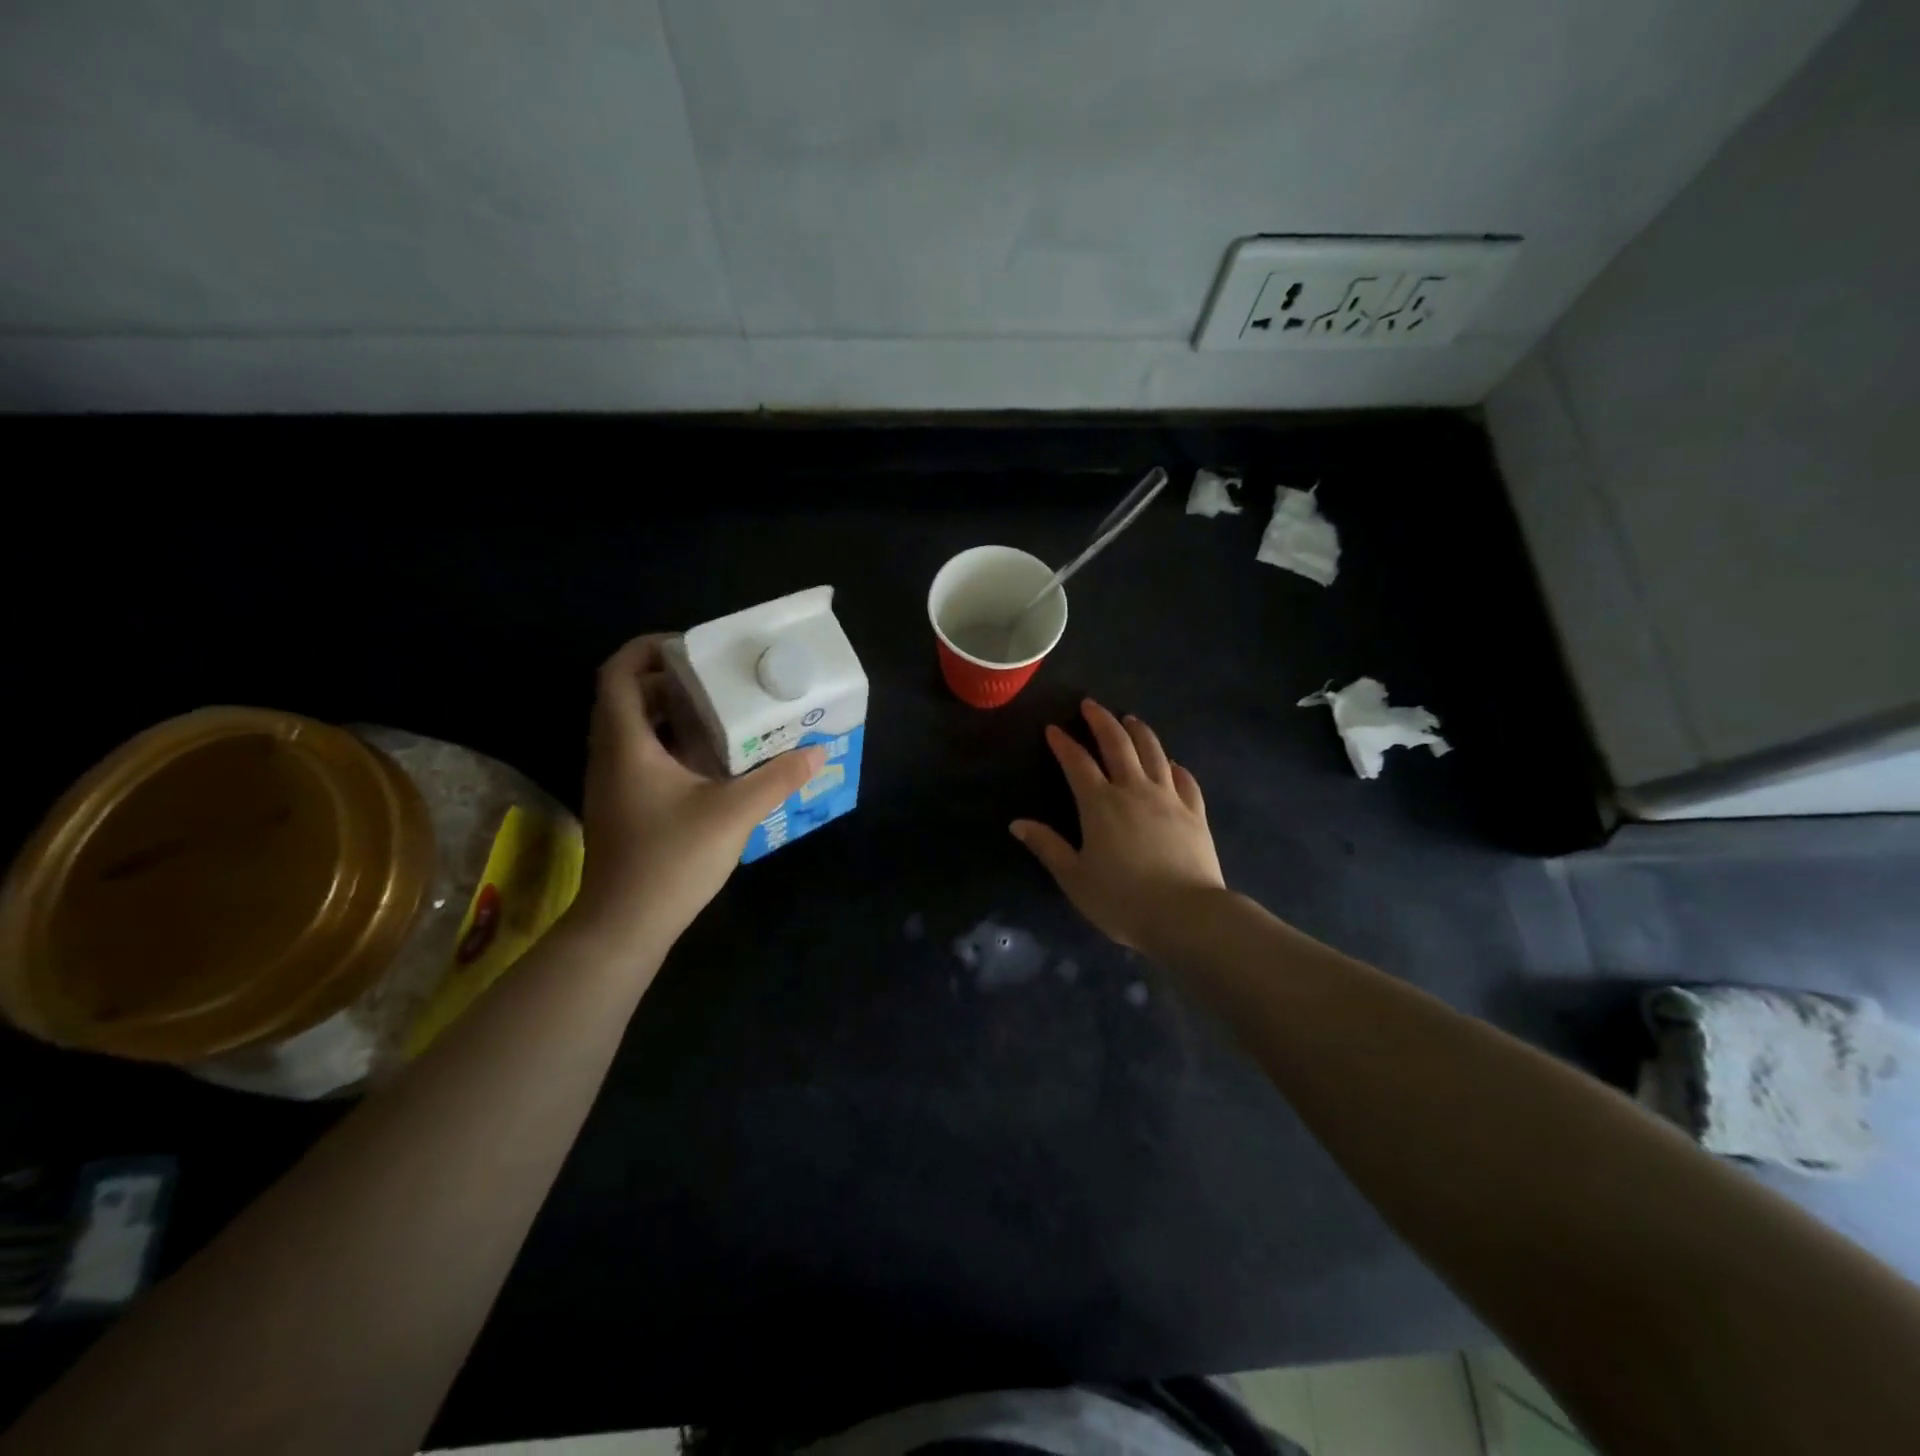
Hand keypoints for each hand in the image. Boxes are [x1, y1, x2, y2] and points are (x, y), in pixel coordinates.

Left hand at [566, 635, 824, 954]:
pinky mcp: (622, 805)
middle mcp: (610, 754)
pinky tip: (712, 761)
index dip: (648, 648)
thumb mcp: (733, 813)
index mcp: (626, 743)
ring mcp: (612, 782)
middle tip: (719, 680)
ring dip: (672, 713)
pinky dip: (672, 744)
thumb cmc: (671, 859)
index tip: (693, 648)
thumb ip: (777, 778)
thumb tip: (817, 752)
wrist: (624, 925)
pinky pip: (642, 755)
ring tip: (722, 713)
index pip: (617, 672)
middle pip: (628, 696)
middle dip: (670, 679)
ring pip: (635, 728)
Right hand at [1011, 699, 1225, 951]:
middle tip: (1091, 705)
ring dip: (1139, 732)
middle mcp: (1134, 790)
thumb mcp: (1074, 877)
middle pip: (1118, 744)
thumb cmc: (1122, 899)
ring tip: (1130, 719)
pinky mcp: (1195, 813)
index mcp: (1100, 804)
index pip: (1077, 763)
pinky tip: (1171, 763)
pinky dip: (1174, 766)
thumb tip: (1017, 823)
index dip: (1063, 743)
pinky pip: (1185, 780)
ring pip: (1154, 753)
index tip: (1053, 728)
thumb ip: (1047, 847)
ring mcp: (1169, 798)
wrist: (1186, 915)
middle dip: (1102, 721)